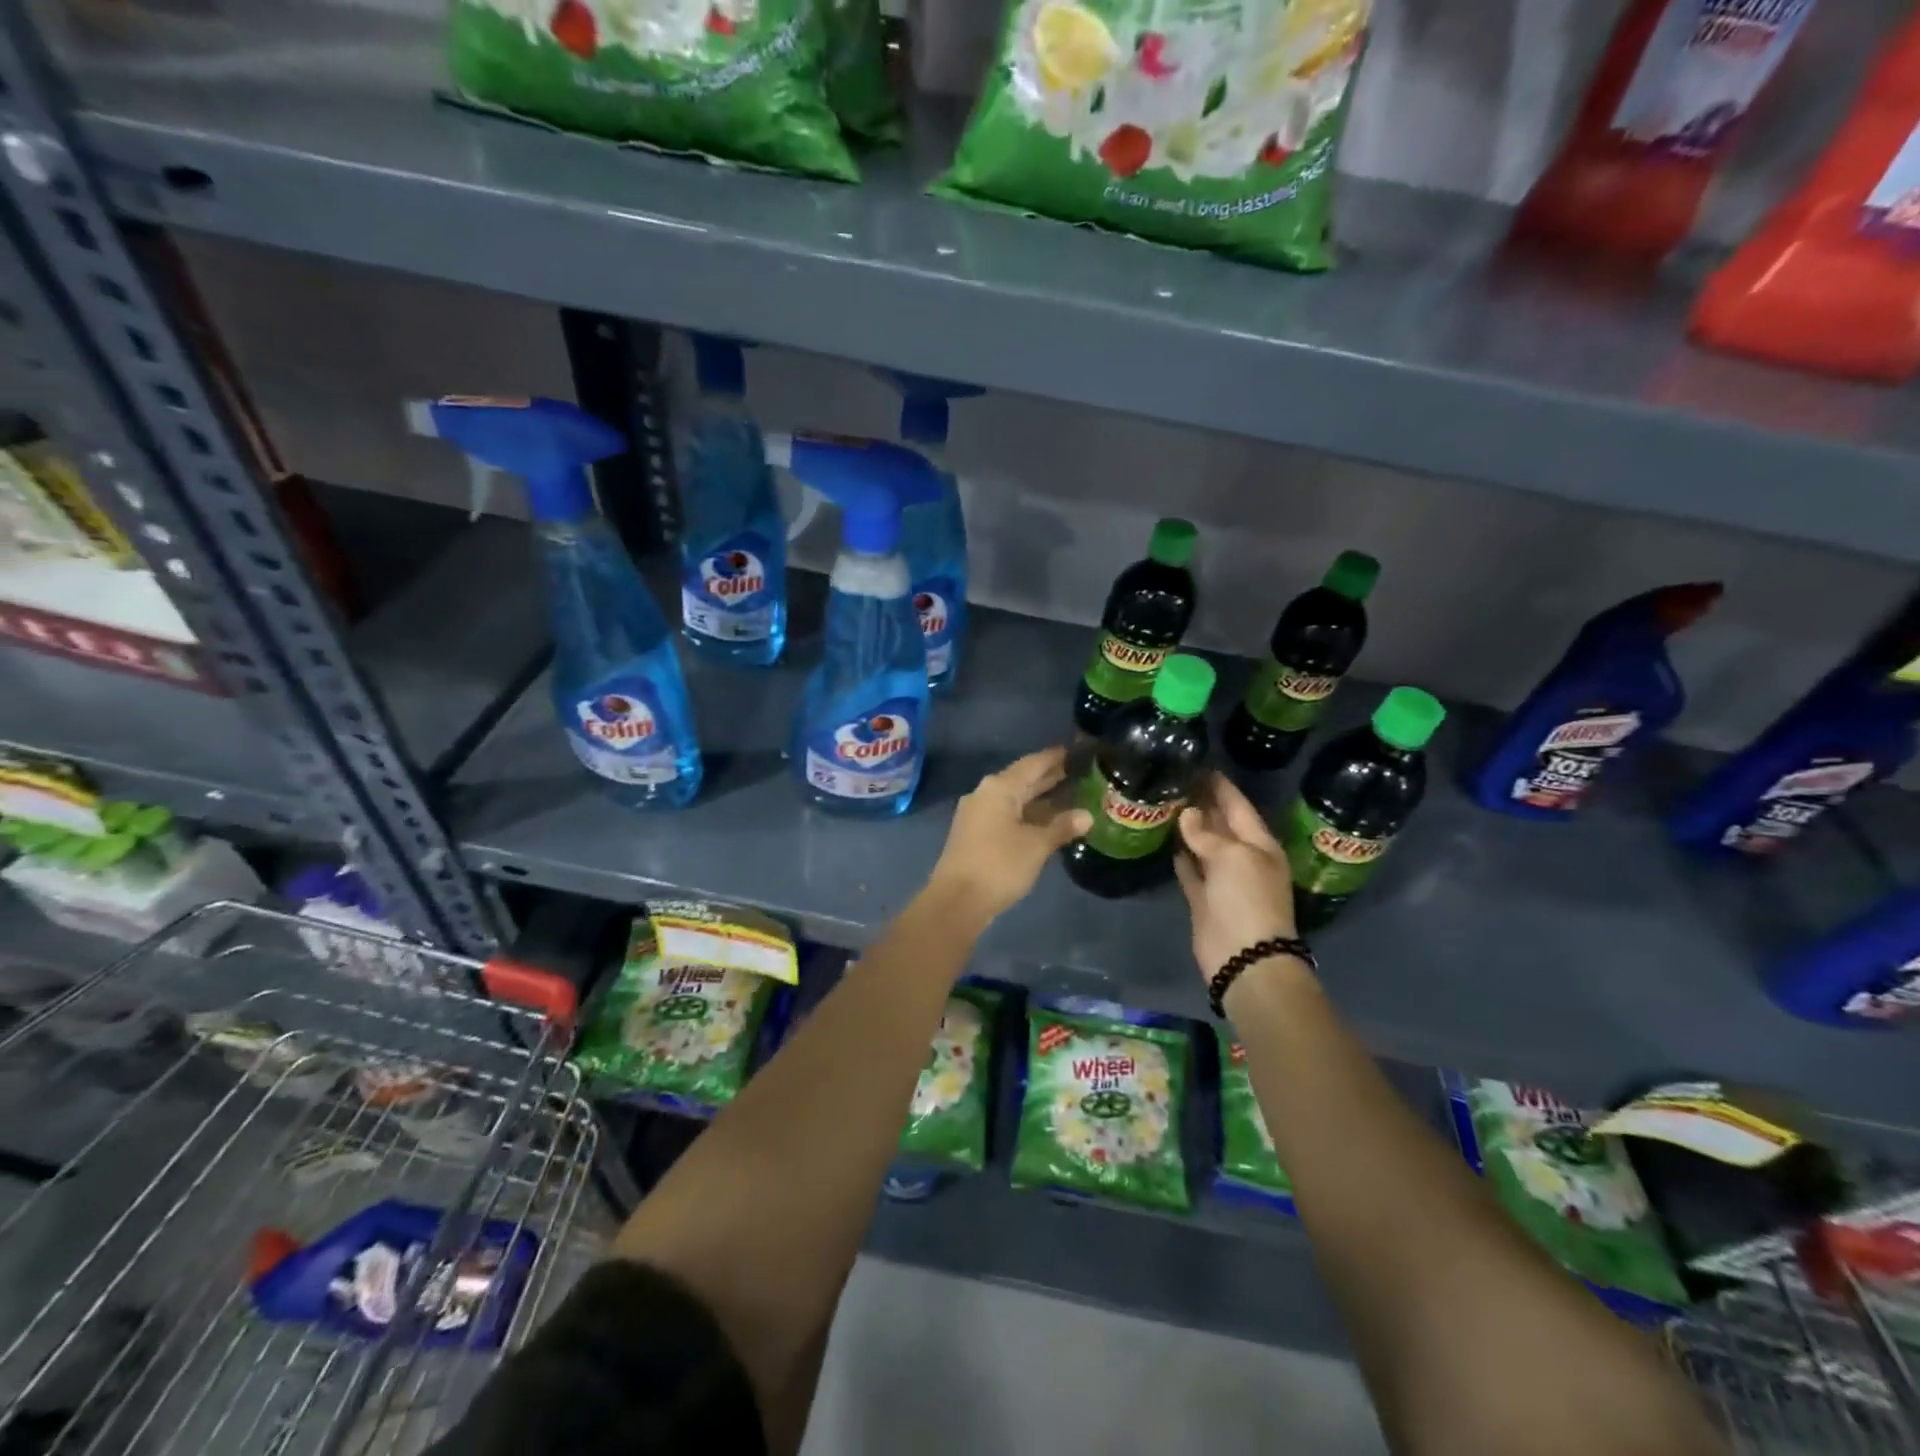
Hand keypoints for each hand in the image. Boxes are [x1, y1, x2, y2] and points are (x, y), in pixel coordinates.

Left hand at [929, 747, 1091, 921]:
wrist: (957, 900)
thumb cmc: (999, 865)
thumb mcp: (1037, 845)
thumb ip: (1062, 827)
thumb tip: (1087, 815)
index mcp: (999, 787)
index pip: (1033, 764)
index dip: (1056, 758)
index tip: (1078, 751)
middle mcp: (985, 793)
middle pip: (1022, 779)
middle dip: (1050, 777)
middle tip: (1080, 772)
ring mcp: (977, 814)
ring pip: (1015, 799)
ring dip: (1040, 799)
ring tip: (1071, 796)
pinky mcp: (975, 833)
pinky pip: (1007, 815)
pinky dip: (1028, 815)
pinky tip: (1047, 822)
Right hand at [1174, 773, 1298, 981]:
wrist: (1244, 956)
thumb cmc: (1247, 898)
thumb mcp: (1233, 856)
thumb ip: (1207, 834)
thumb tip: (1187, 814)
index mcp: (1260, 844)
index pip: (1238, 806)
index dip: (1221, 787)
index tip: (1199, 766)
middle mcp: (1242, 858)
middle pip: (1221, 825)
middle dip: (1202, 804)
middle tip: (1175, 780)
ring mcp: (1222, 880)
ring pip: (1203, 846)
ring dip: (1188, 828)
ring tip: (1165, 803)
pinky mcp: (1203, 899)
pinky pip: (1190, 871)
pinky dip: (1180, 857)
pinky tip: (1165, 840)